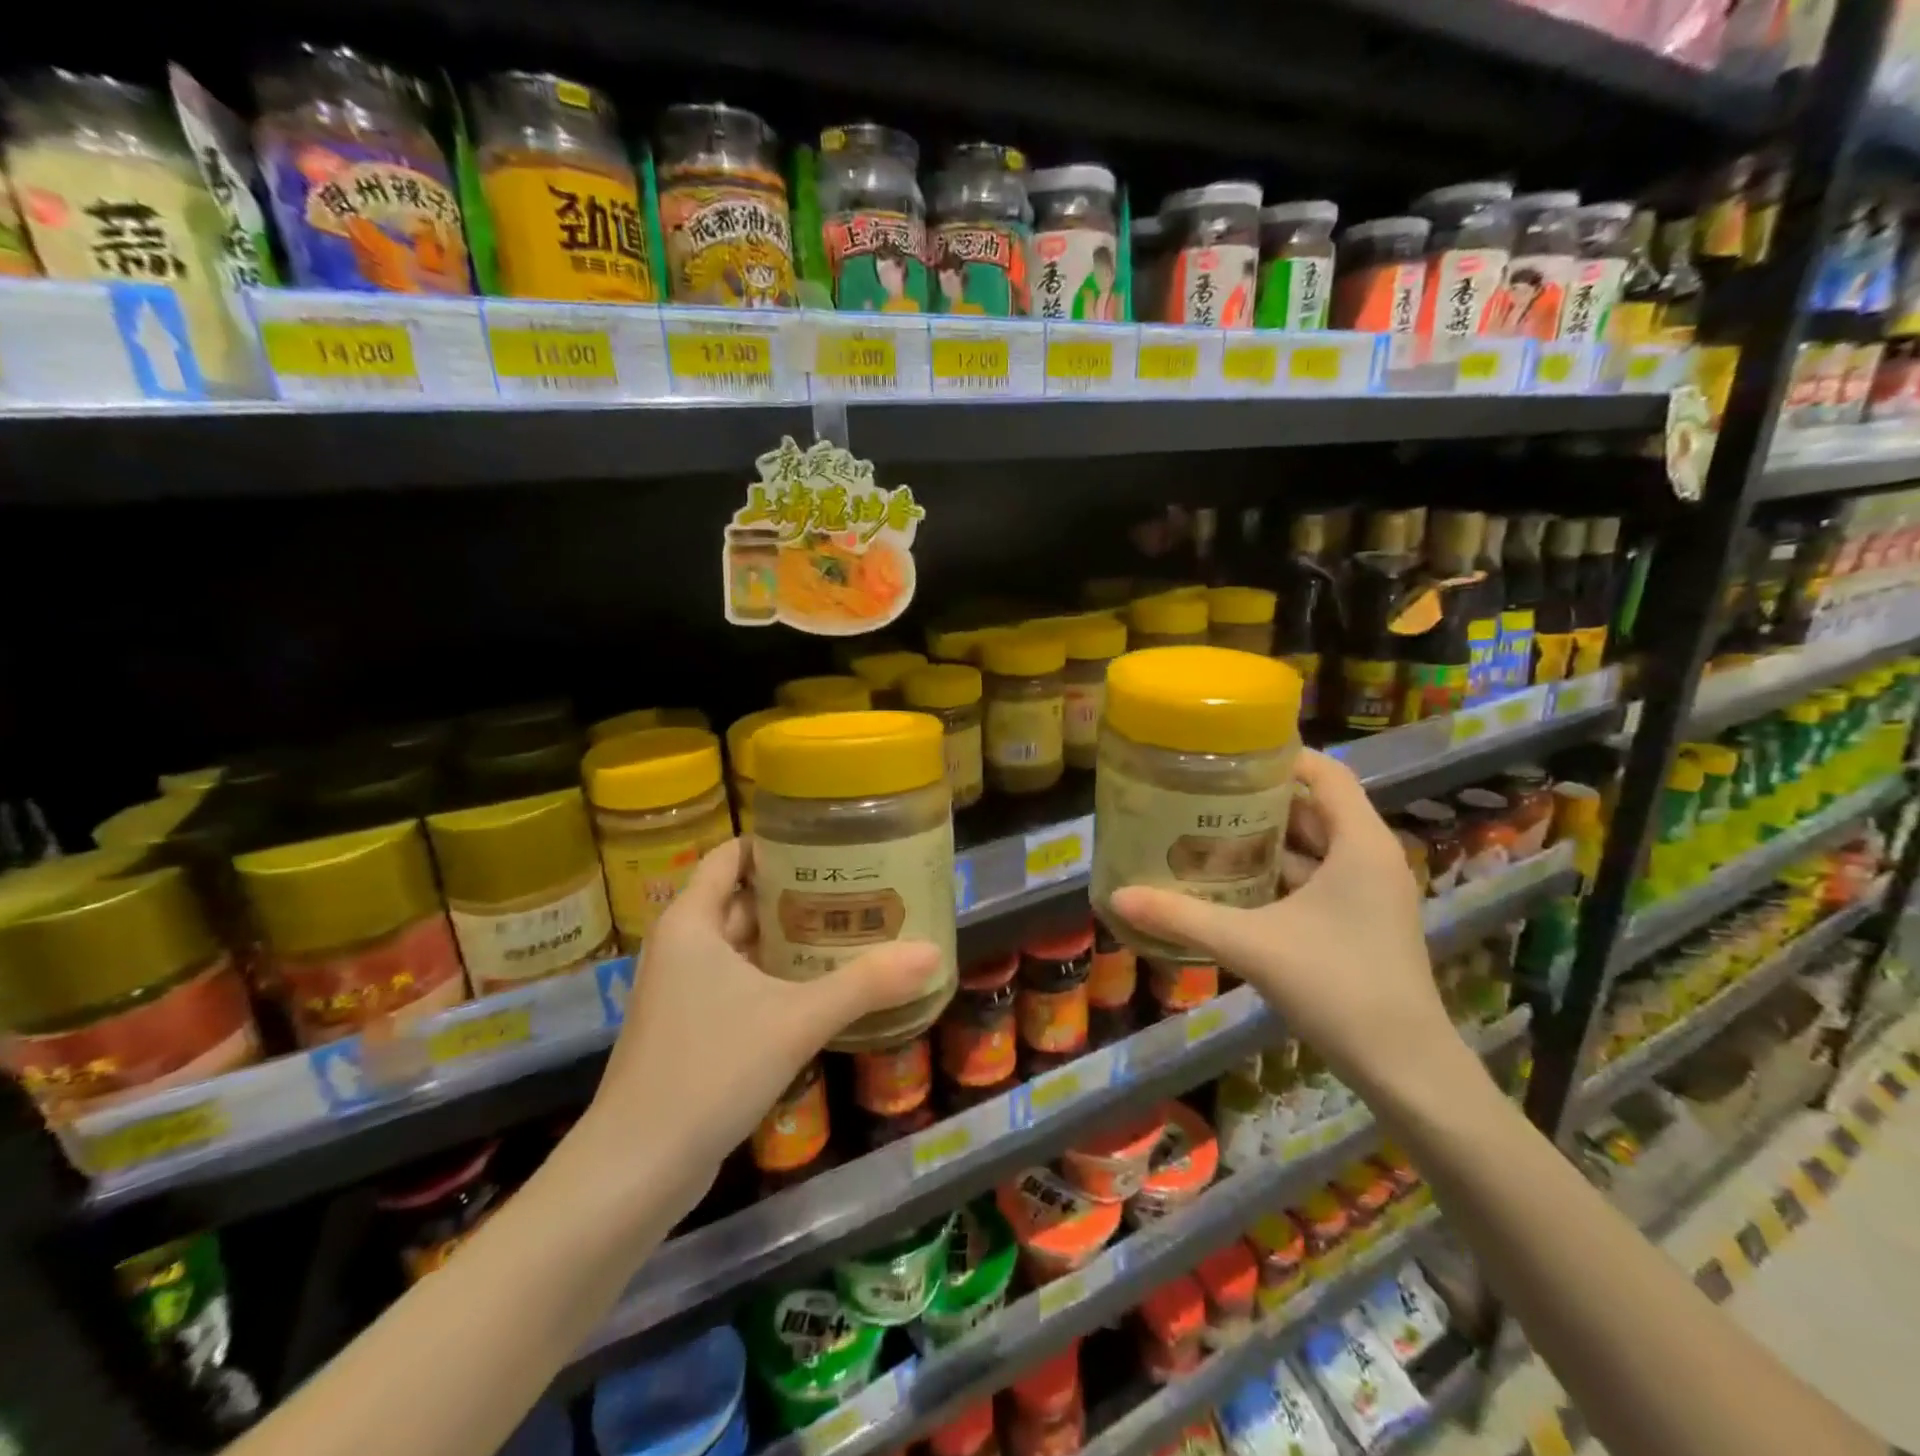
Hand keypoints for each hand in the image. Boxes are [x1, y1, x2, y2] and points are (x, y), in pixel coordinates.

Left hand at [572, 839, 940, 1220]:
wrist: (634, 1171)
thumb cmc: (709, 1070)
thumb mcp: (796, 1020)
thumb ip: (865, 984)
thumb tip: (933, 952)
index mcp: (691, 922)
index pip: (731, 856)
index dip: (775, 843)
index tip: (826, 843)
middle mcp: (681, 946)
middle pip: (742, 899)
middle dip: (795, 893)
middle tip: (855, 888)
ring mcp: (680, 990)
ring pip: (741, 946)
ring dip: (788, 939)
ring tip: (849, 930)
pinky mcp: (688, 1029)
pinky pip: (737, 983)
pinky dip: (774, 976)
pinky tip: (819, 988)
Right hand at [1110, 750, 1474, 1108]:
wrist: (1405, 1067)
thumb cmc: (1338, 987)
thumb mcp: (1252, 945)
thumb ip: (1184, 917)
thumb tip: (1118, 896)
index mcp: (1360, 844)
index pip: (1325, 773)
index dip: (1281, 756)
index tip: (1228, 755)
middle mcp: (1372, 858)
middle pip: (1315, 808)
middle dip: (1261, 800)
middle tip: (1204, 793)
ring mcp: (1371, 893)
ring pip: (1316, 848)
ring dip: (1269, 840)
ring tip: (1210, 832)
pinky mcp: (1364, 922)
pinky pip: (1319, 880)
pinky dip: (1281, 874)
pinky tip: (1237, 885)